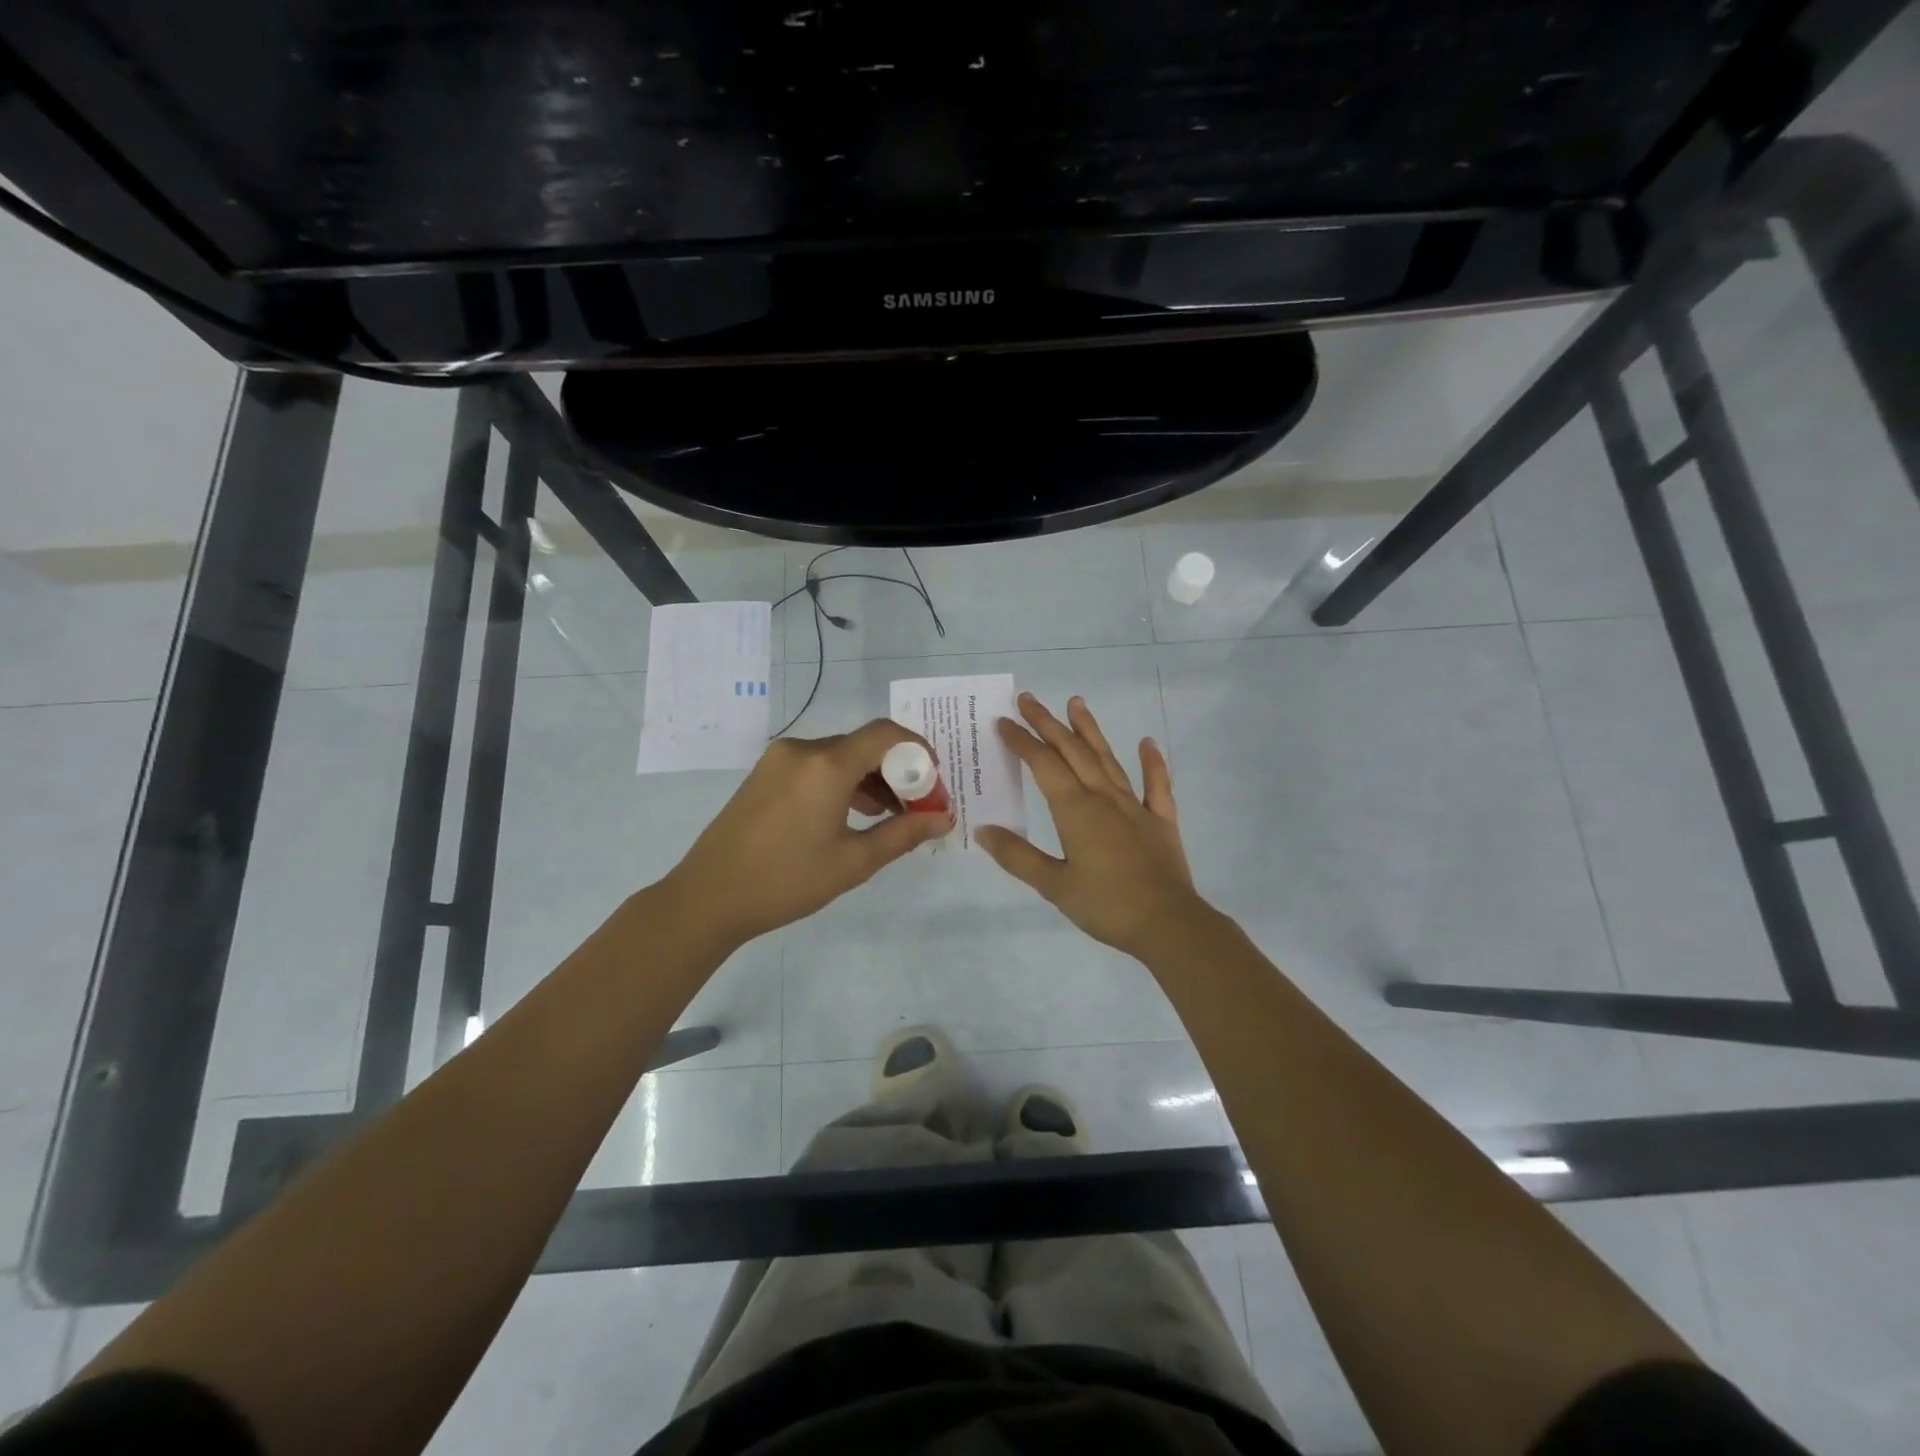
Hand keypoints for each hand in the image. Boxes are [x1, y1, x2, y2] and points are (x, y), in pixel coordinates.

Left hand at [664, 719, 952, 946]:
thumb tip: (943, 819)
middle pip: (863, 745)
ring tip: (888, 816)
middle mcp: (802, 750)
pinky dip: (841, 782)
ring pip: (839, 756)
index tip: (934, 781)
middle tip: (917, 807)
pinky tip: (851, 815)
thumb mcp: (853, 861)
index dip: (917, 750)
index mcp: (826, 764)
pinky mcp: (764, 774)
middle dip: (896, 771)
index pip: (885, 734)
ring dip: (869, 778)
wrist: (708, 897)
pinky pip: (815, 766)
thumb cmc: (787, 880)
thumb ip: (903, 834)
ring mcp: (778, 760)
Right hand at [977, 693, 1211, 957]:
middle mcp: (1104, 798)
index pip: (1043, 765)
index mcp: (1075, 810)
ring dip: (1090, 730)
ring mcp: (1135, 806)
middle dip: (1047, 724)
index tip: (1003, 722)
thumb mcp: (1053, 885)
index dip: (1021, 741)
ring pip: (1108, 759)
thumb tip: (983, 830)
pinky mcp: (1161, 820)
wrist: (1168, 925)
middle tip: (1028, 699)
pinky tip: (1147, 743)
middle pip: (1072, 751)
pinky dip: (1152, 762)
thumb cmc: (1106, 906)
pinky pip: (1156, 785)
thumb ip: (1018, 856)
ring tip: (1076, 703)